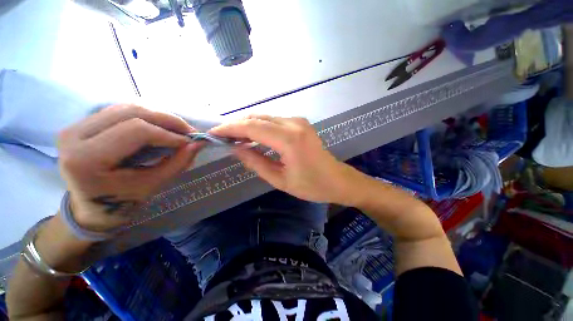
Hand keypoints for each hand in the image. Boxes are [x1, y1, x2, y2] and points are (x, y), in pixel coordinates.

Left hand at [58, 104, 202, 231]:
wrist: (91, 206)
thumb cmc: (121, 202)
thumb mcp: (153, 184)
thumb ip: (178, 163)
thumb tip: (199, 143)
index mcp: (86, 159)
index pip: (135, 131)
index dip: (168, 134)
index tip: (190, 142)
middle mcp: (74, 135)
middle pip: (131, 112)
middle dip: (167, 120)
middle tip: (189, 131)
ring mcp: (76, 126)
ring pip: (126, 107)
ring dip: (158, 116)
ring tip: (177, 129)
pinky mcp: (83, 123)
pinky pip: (120, 110)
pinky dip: (146, 116)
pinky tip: (159, 127)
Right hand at [210, 115, 362, 204]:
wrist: (337, 180)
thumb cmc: (312, 186)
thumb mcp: (280, 180)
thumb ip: (256, 162)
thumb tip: (235, 149)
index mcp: (289, 140)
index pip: (252, 128)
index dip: (231, 129)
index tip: (214, 133)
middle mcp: (294, 124)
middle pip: (258, 119)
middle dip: (237, 126)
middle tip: (223, 137)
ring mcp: (299, 121)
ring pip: (265, 117)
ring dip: (248, 126)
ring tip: (234, 138)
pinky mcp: (301, 123)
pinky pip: (275, 121)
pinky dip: (261, 127)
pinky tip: (254, 137)